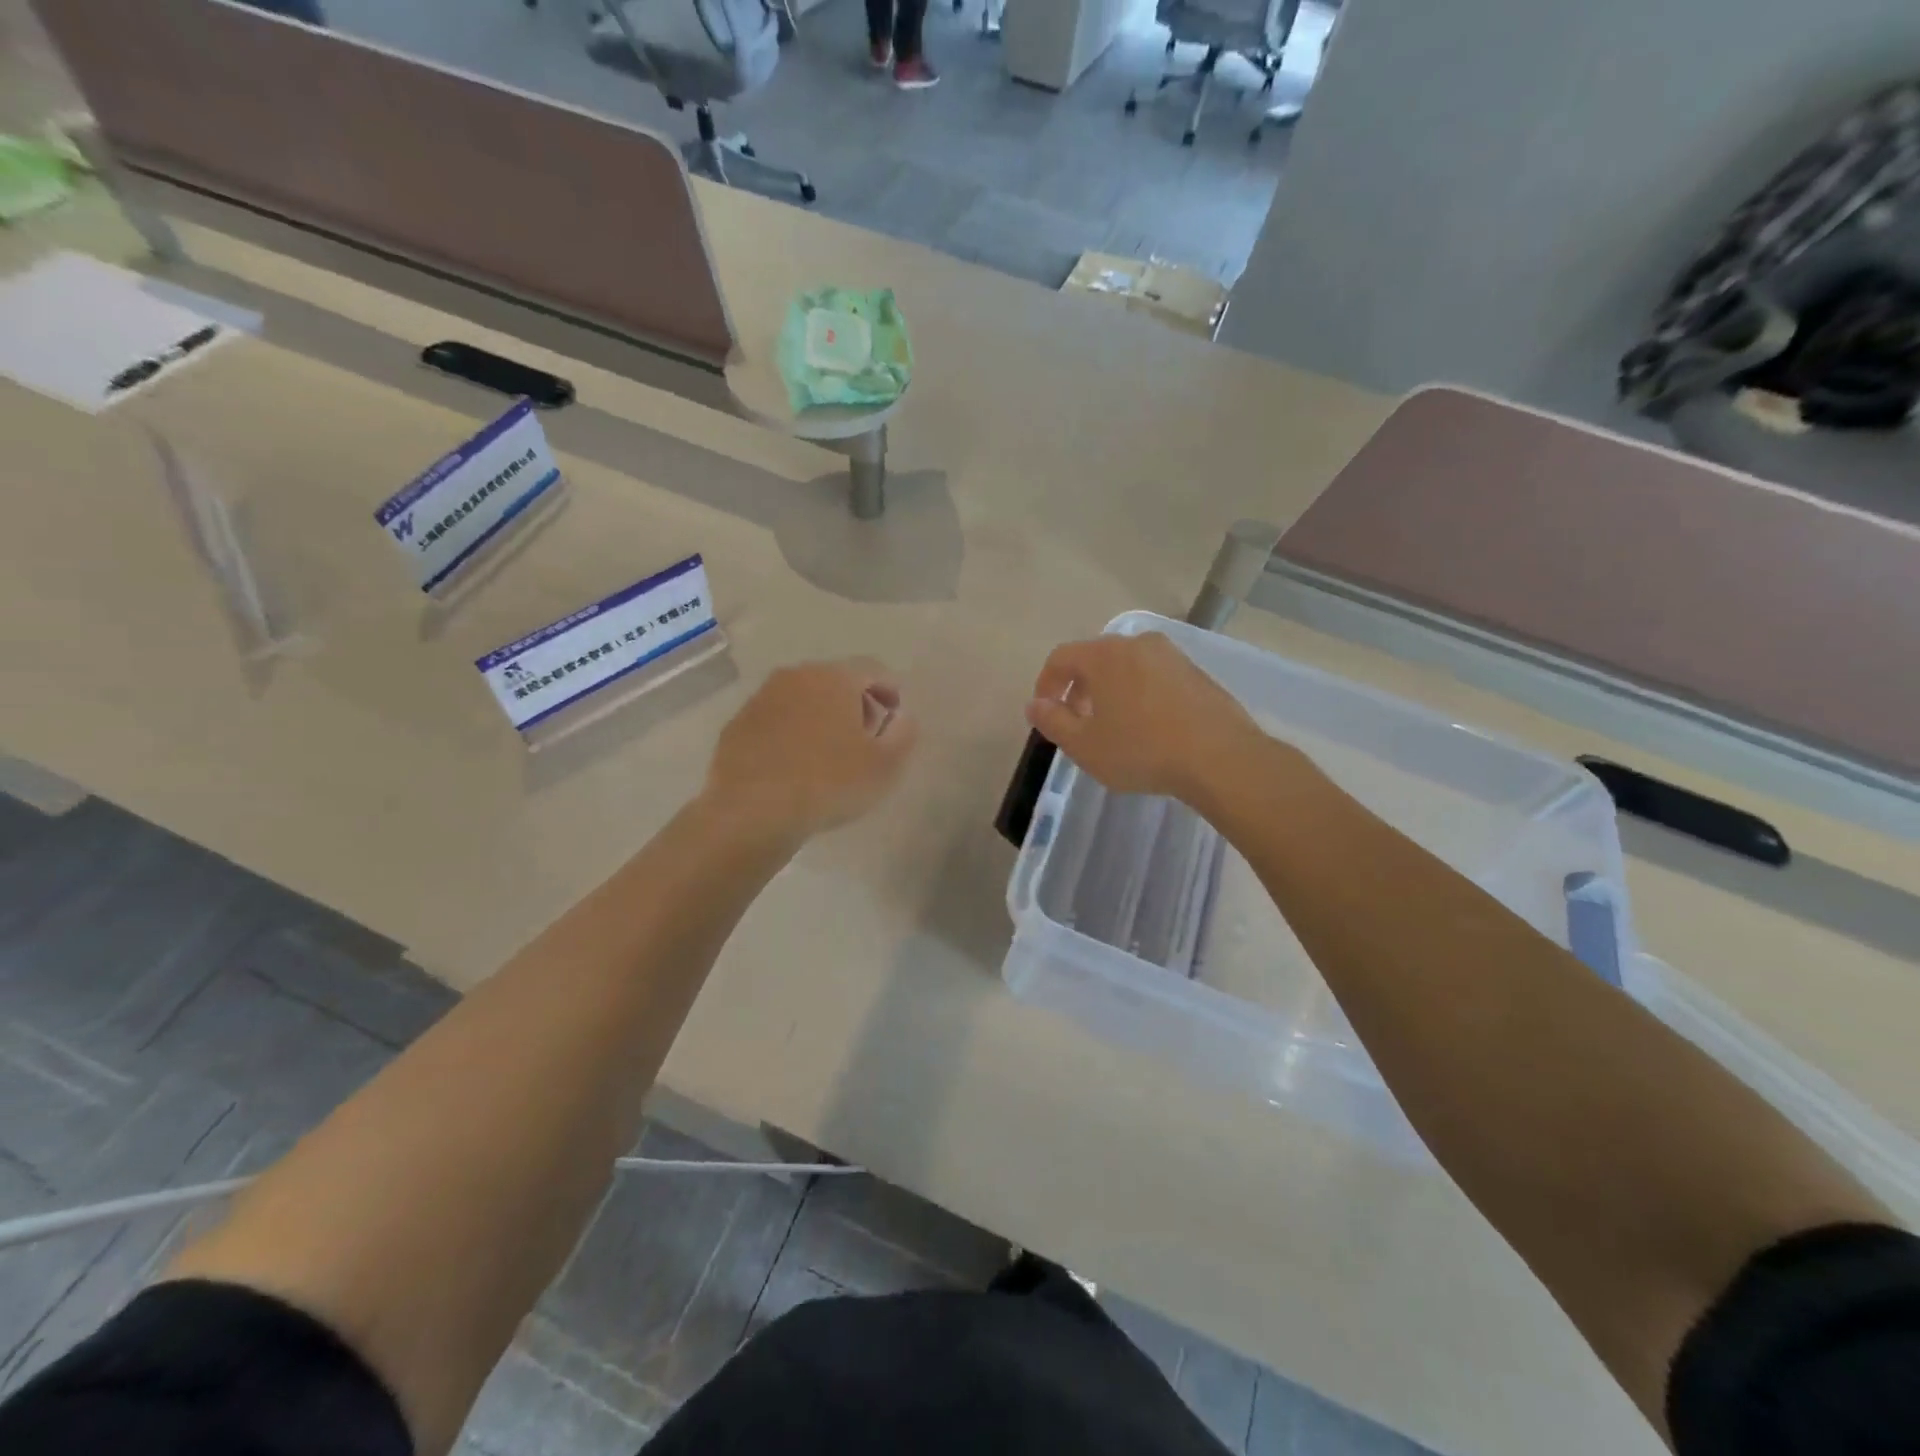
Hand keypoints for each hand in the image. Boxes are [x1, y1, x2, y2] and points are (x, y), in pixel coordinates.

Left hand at [703, 658, 917, 842]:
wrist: (752, 810)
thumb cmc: (829, 783)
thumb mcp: (885, 765)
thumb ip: (903, 734)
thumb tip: (902, 717)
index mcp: (835, 677)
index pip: (873, 669)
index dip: (890, 690)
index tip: (895, 716)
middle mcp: (796, 676)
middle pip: (835, 680)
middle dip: (855, 703)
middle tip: (866, 736)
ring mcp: (761, 699)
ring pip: (802, 698)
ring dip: (820, 717)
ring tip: (830, 753)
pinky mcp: (737, 725)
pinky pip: (775, 720)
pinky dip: (790, 733)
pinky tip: (795, 765)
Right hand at [1024, 633, 1271, 806]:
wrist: (1219, 757)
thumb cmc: (1141, 750)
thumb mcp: (1085, 745)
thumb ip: (1053, 722)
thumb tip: (1035, 705)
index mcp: (1104, 655)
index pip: (1061, 657)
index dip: (1046, 684)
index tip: (1045, 713)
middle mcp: (1137, 644)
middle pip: (1095, 659)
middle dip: (1079, 688)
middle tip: (1078, 722)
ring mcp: (1171, 655)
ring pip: (1127, 667)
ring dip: (1110, 691)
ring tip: (1113, 726)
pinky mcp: (1196, 673)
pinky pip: (1154, 677)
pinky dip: (1140, 694)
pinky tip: (1148, 727)